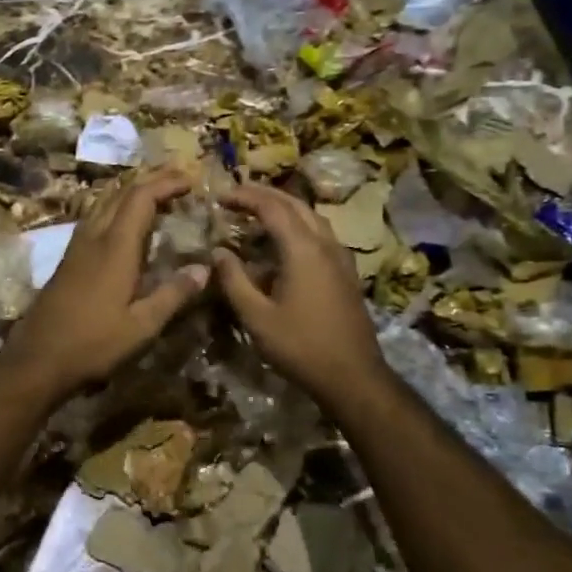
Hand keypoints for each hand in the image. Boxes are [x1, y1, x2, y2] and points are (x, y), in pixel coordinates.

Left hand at [0, 169, 209, 400]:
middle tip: (178, 179)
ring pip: (104, 203)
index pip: (141, 198)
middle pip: (121, 193)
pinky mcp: (67, 260)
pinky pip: (95, 218)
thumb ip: (173, 294)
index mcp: (115, 248)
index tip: (191, 180)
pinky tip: (123, 225)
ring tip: (155, 194)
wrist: (36, 359)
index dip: (166, 184)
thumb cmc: (92, 344)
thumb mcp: (141, 326)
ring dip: (131, 192)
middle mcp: (94, 237)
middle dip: (151, 180)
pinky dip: (116, 209)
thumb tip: (204, 268)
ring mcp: (76, 247)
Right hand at [212, 182, 388, 399]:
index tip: (220, 198)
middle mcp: (325, 244)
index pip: (271, 207)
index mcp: (302, 249)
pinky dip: (298, 225)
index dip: (244, 197)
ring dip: (284, 207)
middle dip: (264, 195)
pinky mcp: (346, 272)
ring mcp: (340, 257)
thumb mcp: (257, 317)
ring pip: (311, 217)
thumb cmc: (301, 346)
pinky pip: (320, 234)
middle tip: (236, 195)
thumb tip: (218, 252)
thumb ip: (234, 280)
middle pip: (295, 204)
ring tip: (258, 212)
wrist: (354, 376)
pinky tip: (286, 243)